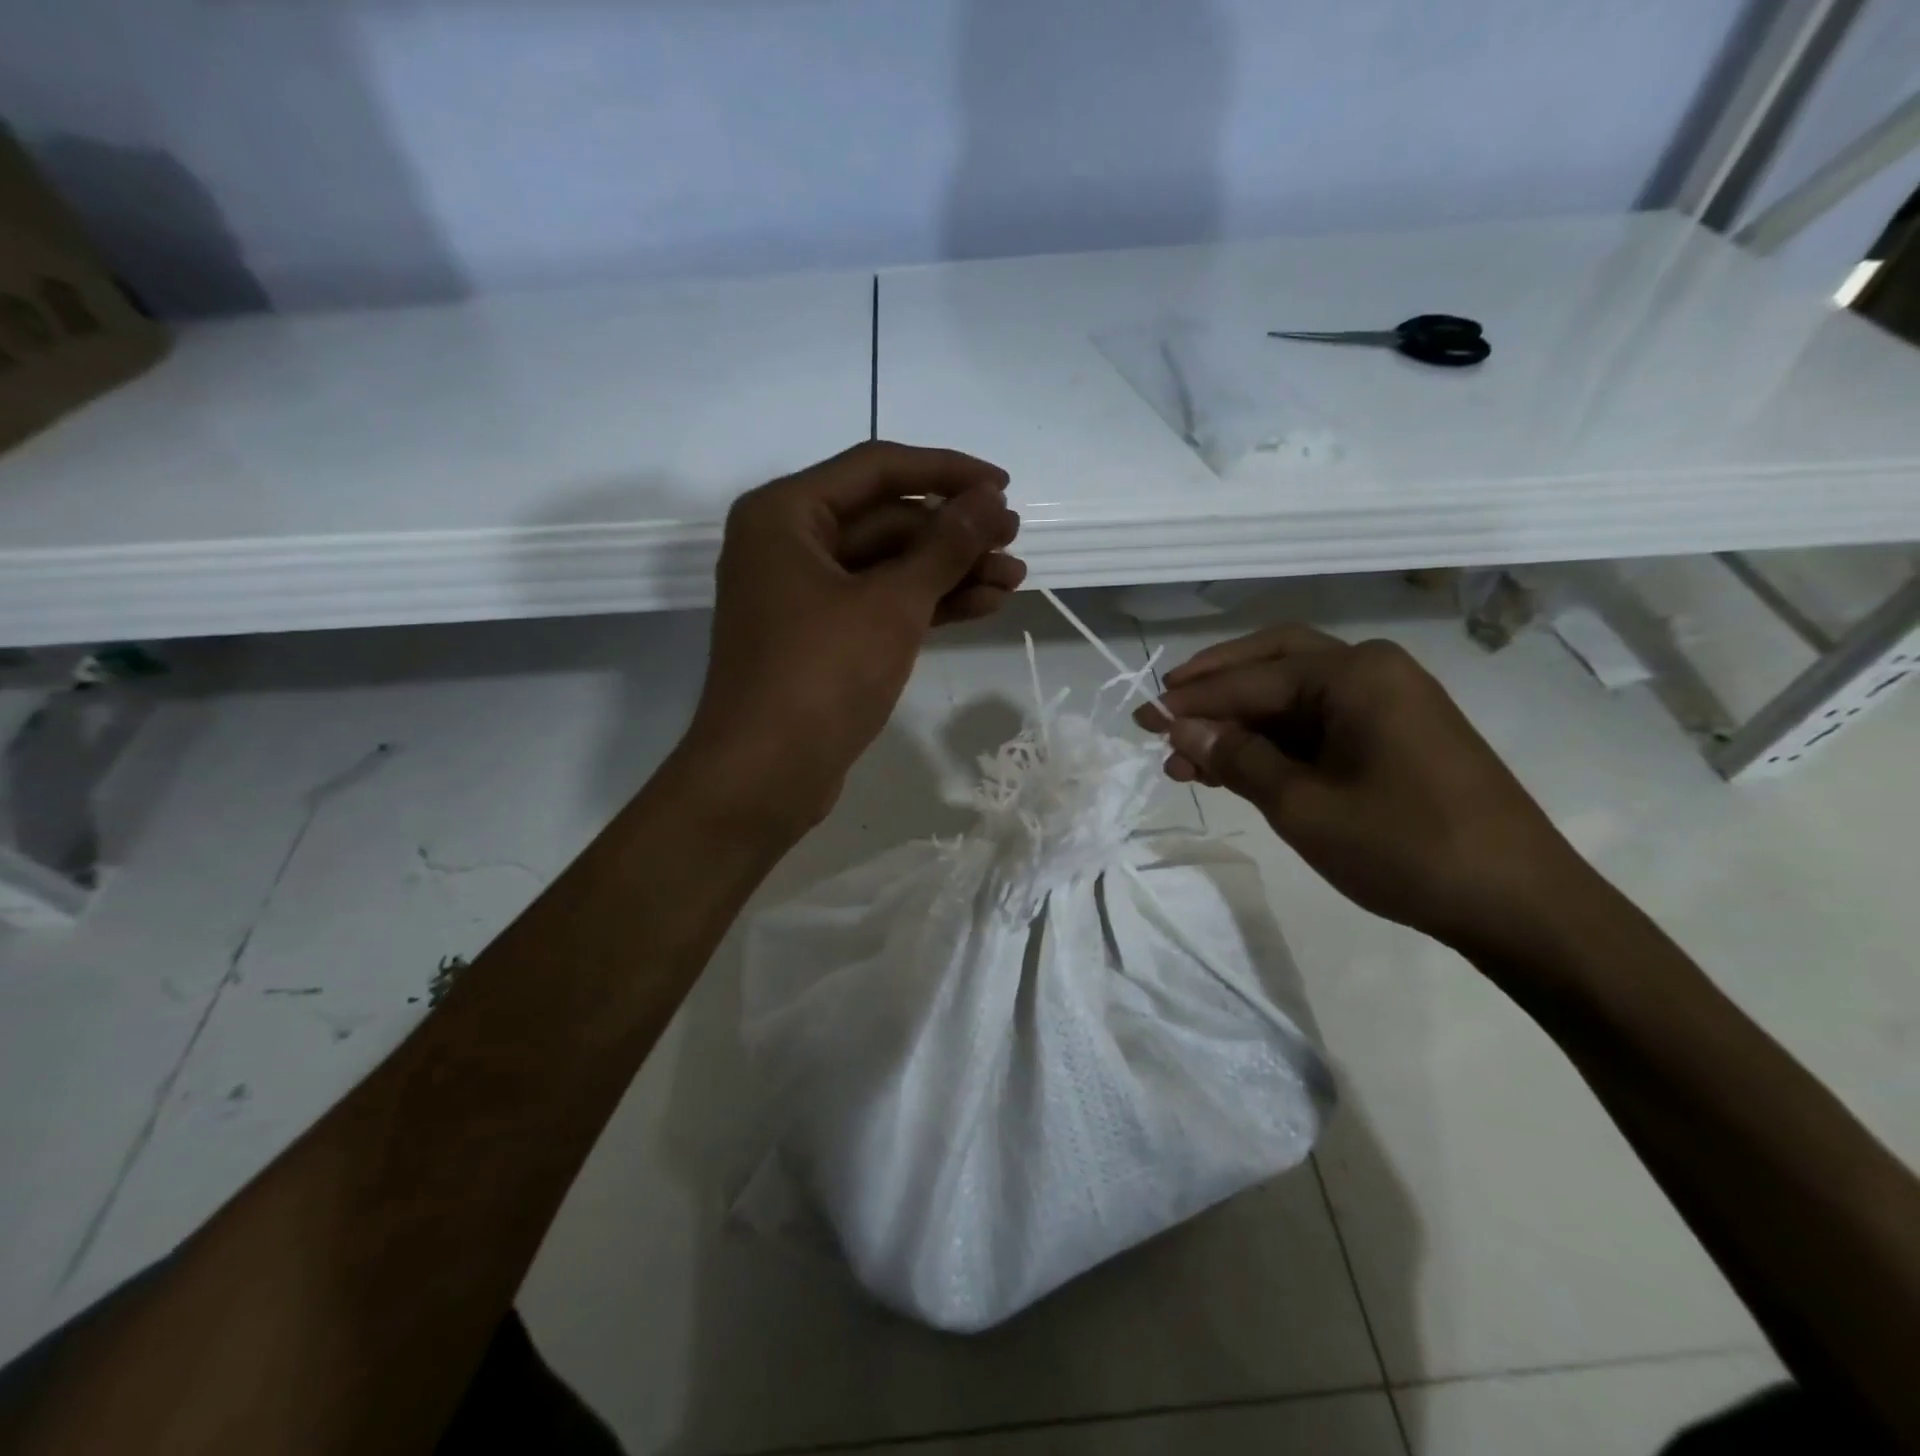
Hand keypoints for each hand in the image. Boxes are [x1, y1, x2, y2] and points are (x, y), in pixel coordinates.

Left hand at [686, 441, 1024, 828]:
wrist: (765, 776)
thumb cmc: (821, 675)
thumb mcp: (892, 604)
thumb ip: (944, 546)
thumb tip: (989, 499)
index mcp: (786, 514)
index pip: (877, 468)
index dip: (947, 472)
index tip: (1003, 487)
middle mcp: (789, 545)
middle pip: (886, 519)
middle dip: (954, 532)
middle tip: (1014, 541)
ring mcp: (804, 596)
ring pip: (889, 567)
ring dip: (950, 571)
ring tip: (1014, 578)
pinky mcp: (821, 639)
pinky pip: (880, 605)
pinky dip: (928, 605)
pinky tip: (983, 605)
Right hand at [1136, 626, 1596, 952]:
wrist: (1519, 903)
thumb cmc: (1405, 847)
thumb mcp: (1302, 806)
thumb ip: (1237, 759)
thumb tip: (1181, 730)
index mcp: (1352, 673)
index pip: (1249, 681)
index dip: (1190, 702)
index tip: (1140, 717)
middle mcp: (1371, 670)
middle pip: (1271, 663)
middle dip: (1213, 689)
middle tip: (1163, 712)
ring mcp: (1388, 701)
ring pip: (1291, 697)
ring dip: (1238, 721)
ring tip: (1185, 758)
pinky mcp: (1395, 734)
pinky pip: (1318, 723)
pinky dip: (1273, 741)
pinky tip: (1234, 767)